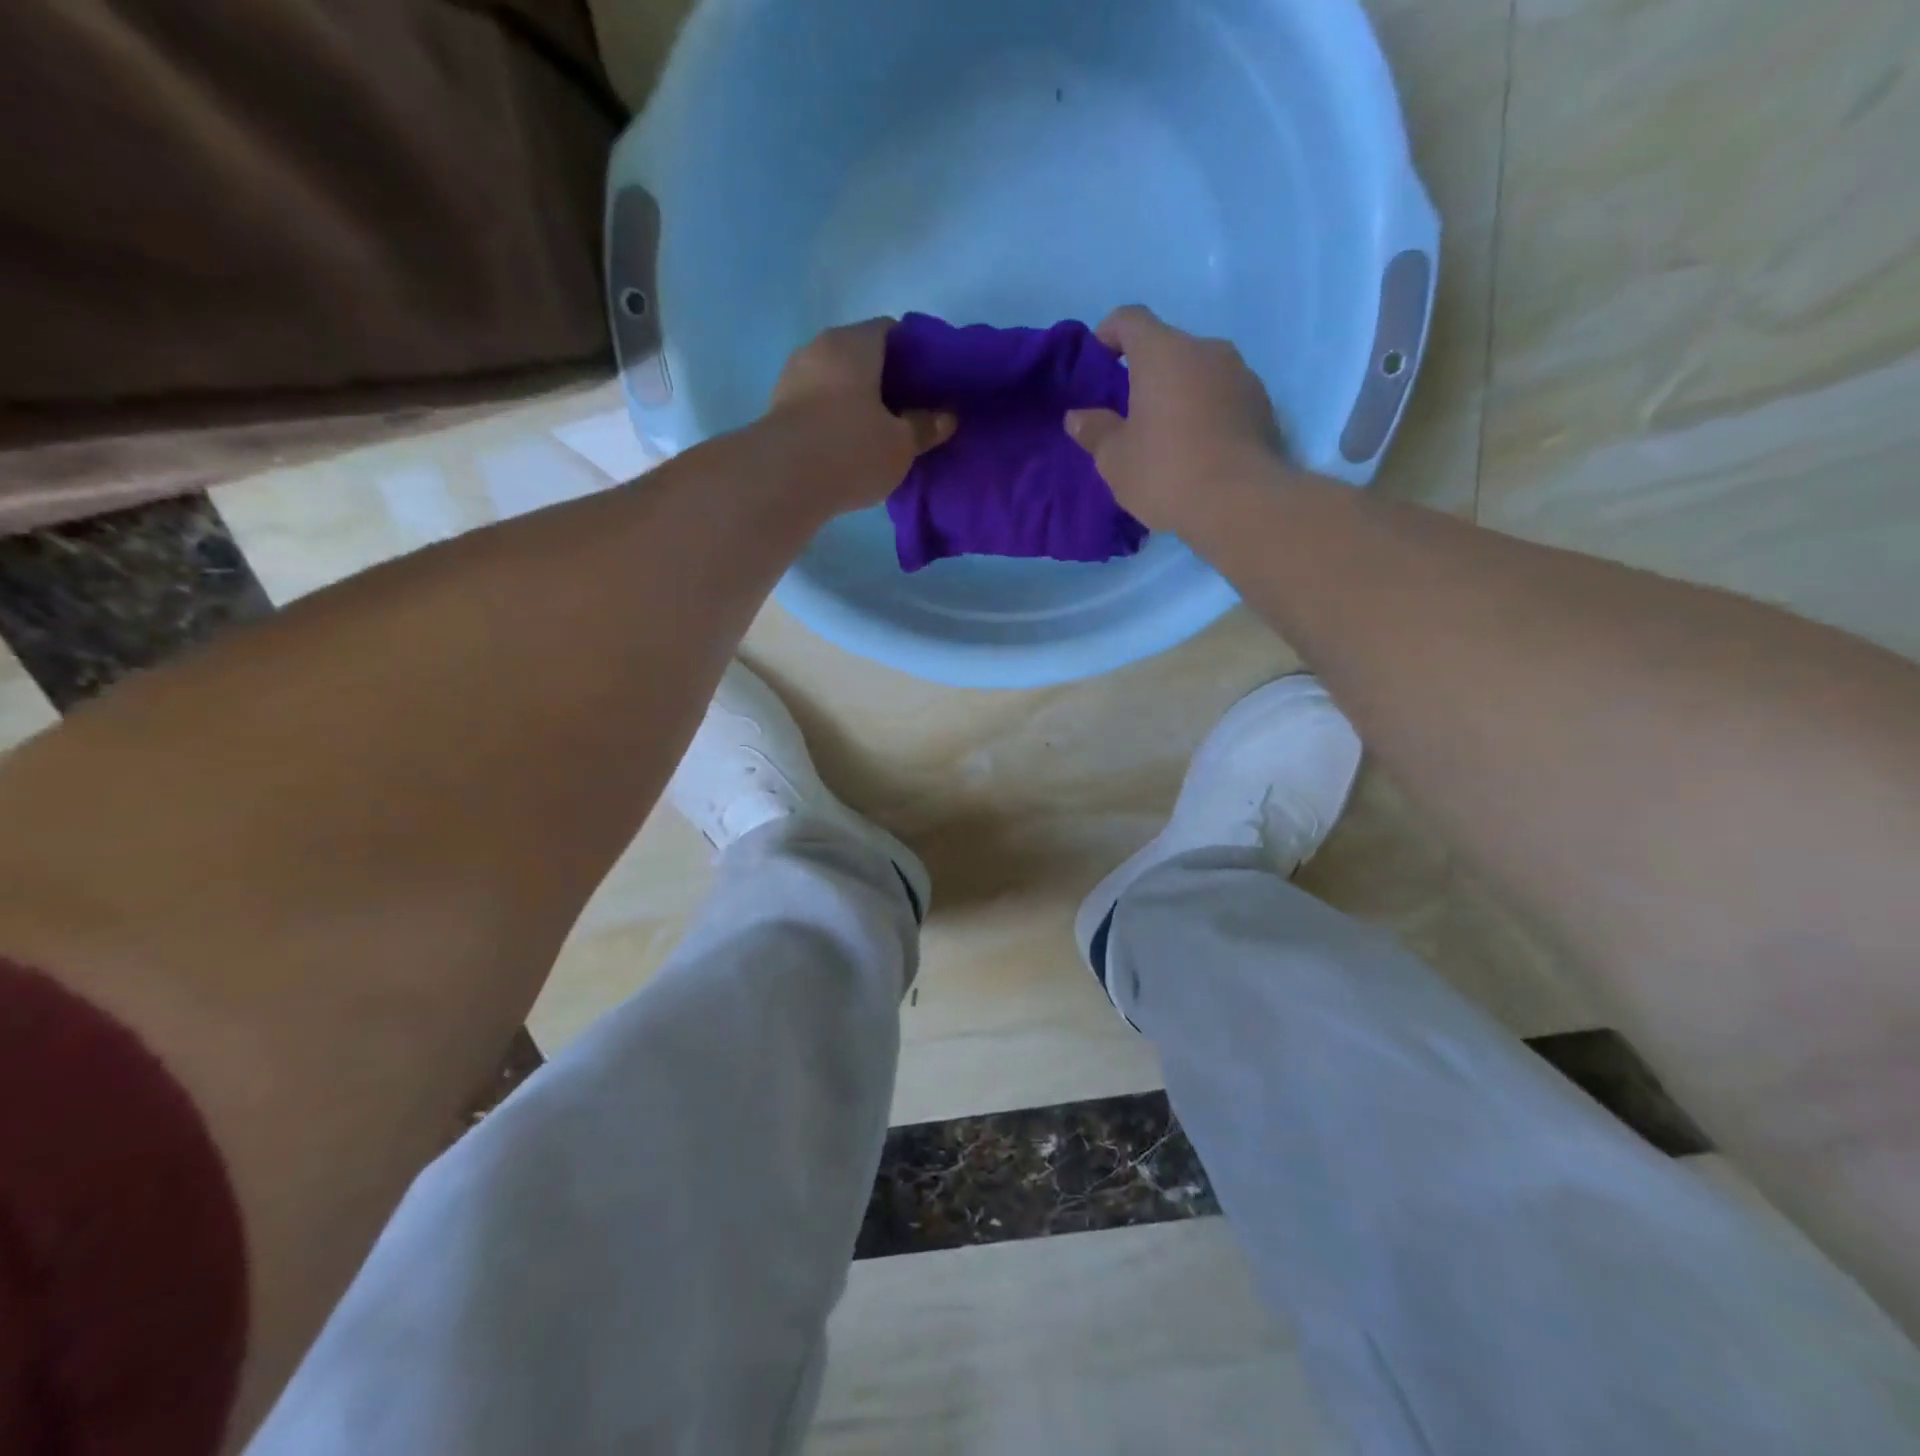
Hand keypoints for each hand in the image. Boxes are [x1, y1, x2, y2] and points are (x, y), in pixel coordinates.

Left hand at [766, 319, 954, 513]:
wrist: (781, 481)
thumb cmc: (851, 450)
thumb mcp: (901, 445)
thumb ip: (925, 427)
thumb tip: (945, 417)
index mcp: (854, 343)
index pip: (890, 330)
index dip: (914, 353)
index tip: (930, 382)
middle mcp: (819, 348)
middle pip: (860, 355)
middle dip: (885, 379)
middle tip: (909, 410)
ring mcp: (792, 377)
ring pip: (835, 381)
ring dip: (856, 400)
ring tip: (879, 431)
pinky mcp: (777, 410)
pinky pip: (816, 404)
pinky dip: (834, 418)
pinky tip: (848, 446)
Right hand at [1065, 306, 1288, 530]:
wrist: (1241, 502)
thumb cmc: (1166, 471)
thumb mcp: (1114, 459)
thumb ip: (1094, 431)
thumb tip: (1077, 417)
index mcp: (1163, 352)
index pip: (1130, 319)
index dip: (1108, 334)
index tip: (1097, 364)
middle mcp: (1205, 350)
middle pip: (1167, 347)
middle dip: (1145, 373)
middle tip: (1128, 413)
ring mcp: (1241, 374)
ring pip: (1198, 372)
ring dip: (1179, 393)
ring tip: (1166, 436)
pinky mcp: (1262, 404)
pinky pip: (1223, 397)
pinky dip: (1206, 412)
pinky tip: (1197, 450)